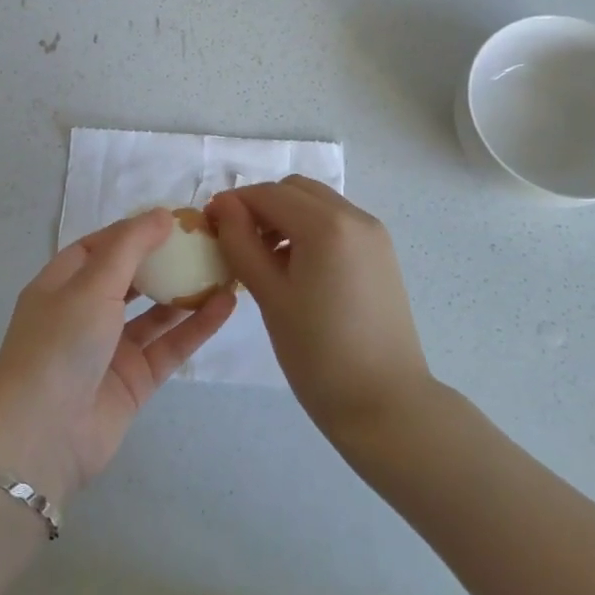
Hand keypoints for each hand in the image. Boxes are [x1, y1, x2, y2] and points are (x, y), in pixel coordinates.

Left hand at [0, 211, 235, 506]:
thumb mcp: (92, 283)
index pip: (101, 246)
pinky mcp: (135, 380)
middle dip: (164, 259)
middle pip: (131, 277)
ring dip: (186, 291)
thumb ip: (130, 246)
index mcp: (62, 283)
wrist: (43, 435)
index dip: (134, 230)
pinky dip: (197, 325)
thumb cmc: (61, 343)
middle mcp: (85, 312)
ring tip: (224, 267)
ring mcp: (111, 348)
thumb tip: (161, 213)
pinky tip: (226, 303)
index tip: (174, 218)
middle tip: (206, 241)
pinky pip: (170, 345)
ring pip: (155, 312)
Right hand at [210, 176, 430, 438]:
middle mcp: (355, 216)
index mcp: (326, 225)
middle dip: (262, 206)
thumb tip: (223, 206)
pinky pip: (337, 223)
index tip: (209, 225)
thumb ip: (242, 243)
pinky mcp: (381, 253)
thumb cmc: (319, 353)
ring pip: (317, 203)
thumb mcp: (270, 296)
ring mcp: (373, 234)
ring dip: (286, 216)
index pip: (268, 193)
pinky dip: (310, 229)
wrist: (386, 404)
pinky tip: (296, 268)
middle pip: (295, 189)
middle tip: (237, 242)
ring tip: (265, 259)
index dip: (234, 203)